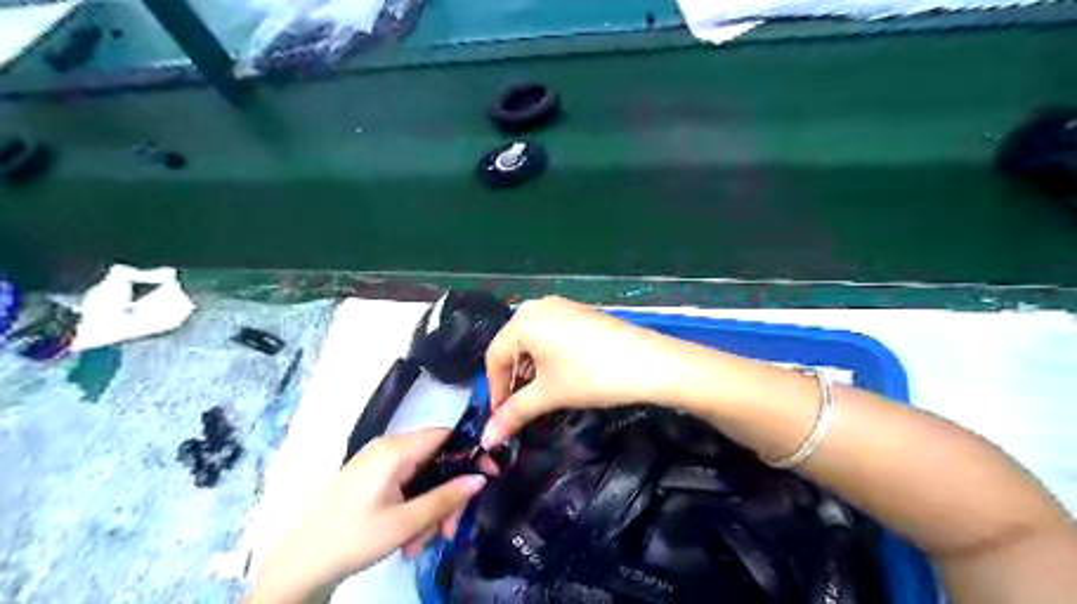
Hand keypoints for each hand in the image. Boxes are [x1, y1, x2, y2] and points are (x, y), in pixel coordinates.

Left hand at [251, 429, 485, 603]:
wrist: (300, 565)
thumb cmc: (353, 539)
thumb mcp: (405, 523)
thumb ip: (446, 498)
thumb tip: (481, 478)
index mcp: (395, 450)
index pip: (446, 435)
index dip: (471, 452)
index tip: (488, 476)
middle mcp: (387, 448)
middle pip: (435, 461)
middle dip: (446, 495)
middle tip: (449, 531)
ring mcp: (376, 463)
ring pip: (421, 477)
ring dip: (429, 508)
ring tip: (419, 544)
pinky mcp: (370, 478)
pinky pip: (404, 484)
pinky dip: (413, 507)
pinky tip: (408, 538)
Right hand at [482, 297, 680, 446]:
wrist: (649, 363)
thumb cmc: (591, 376)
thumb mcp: (548, 394)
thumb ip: (513, 413)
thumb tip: (487, 439)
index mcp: (523, 320)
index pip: (494, 358)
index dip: (494, 391)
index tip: (500, 419)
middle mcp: (537, 306)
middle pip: (511, 347)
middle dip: (512, 380)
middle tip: (519, 410)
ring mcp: (560, 307)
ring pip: (531, 342)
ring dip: (529, 371)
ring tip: (540, 396)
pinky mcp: (578, 313)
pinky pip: (550, 335)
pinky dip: (546, 358)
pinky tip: (558, 377)